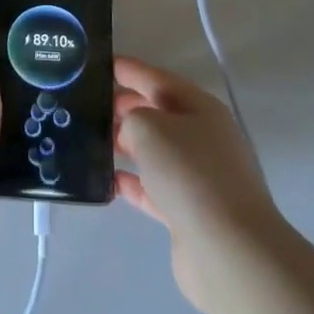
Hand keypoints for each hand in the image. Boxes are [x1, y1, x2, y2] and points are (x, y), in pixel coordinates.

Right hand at [115, 57, 283, 312]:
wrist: (228, 249)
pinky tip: (107, 181)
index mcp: (201, 108)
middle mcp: (204, 138)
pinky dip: (132, 183)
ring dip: (126, 145)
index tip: (98, 64)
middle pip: (158, 114)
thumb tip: (129, 129)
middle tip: (86, 104)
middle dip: (124, 107)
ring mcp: (199, 177)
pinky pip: (154, 189)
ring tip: (90, 140)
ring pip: (155, 151)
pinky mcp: (189, 212)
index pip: (157, 79)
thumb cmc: (189, 172)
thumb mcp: (149, 127)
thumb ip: (131, 116)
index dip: (128, 69)